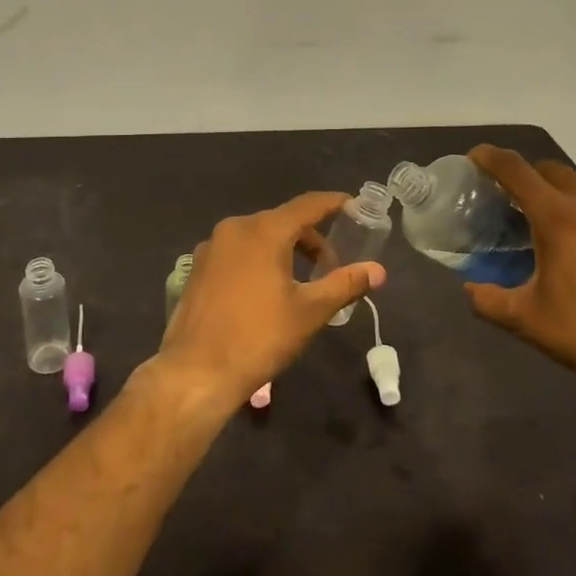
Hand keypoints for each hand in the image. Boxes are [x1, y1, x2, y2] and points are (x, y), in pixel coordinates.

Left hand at [155, 192, 386, 414]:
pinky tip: (266, 293)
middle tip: (331, 268)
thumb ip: (345, 284)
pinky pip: (237, 252)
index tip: (355, 206)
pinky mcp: (198, 268)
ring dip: (284, 251)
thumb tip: (378, 270)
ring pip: (258, 237)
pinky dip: (259, 260)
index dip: (334, 204)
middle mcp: (235, 228)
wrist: (197, 371)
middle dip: (310, 239)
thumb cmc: (259, 337)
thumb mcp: (310, 311)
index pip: (307, 205)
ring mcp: (211, 247)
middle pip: (282, 222)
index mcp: (264, 230)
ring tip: (301, 284)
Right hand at [464, 146, 575, 386]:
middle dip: (531, 175)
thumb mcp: (526, 320)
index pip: (516, 171)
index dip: (491, 158)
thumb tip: (469, 289)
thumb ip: (489, 300)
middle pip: (555, 170)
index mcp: (558, 217)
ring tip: (560, 219)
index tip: (476, 156)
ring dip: (569, 192)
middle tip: (517, 199)